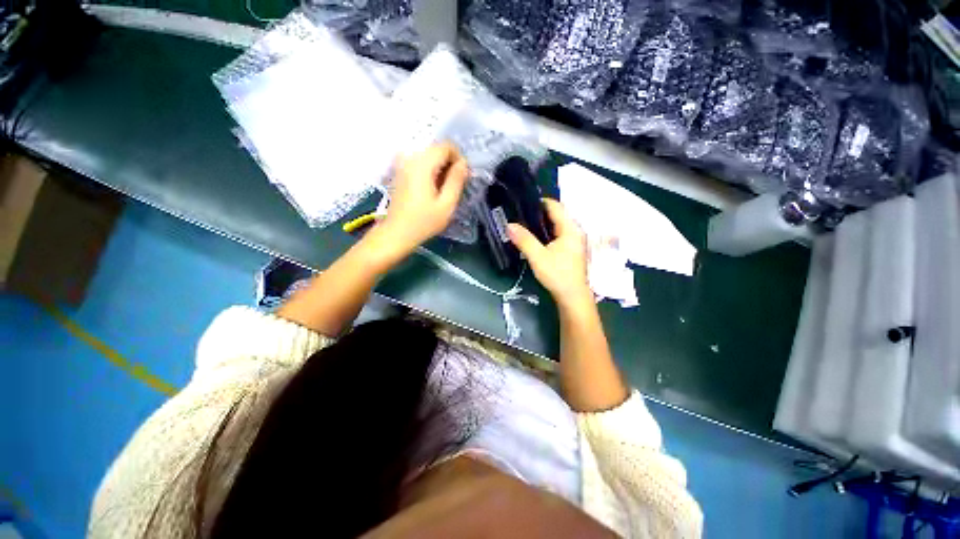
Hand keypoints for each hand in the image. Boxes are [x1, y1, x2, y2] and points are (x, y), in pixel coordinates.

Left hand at [381, 142, 468, 253]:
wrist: (396, 233)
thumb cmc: (423, 222)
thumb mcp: (447, 204)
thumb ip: (456, 181)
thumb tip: (464, 164)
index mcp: (423, 164)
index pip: (446, 146)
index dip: (459, 158)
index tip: (463, 177)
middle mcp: (411, 158)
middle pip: (437, 149)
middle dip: (450, 164)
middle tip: (455, 186)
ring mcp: (403, 164)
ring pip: (429, 156)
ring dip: (441, 169)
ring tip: (443, 190)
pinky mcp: (400, 171)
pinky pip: (420, 163)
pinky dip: (430, 172)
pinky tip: (431, 190)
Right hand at [507, 199, 591, 303]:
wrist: (572, 296)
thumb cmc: (557, 275)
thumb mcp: (538, 257)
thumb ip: (524, 240)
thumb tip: (509, 225)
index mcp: (570, 228)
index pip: (555, 206)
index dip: (539, 202)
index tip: (522, 204)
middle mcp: (575, 230)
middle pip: (557, 214)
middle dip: (538, 213)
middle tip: (520, 215)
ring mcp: (575, 240)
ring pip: (557, 225)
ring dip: (542, 224)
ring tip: (524, 225)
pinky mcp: (571, 249)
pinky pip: (558, 234)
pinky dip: (546, 233)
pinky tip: (535, 238)